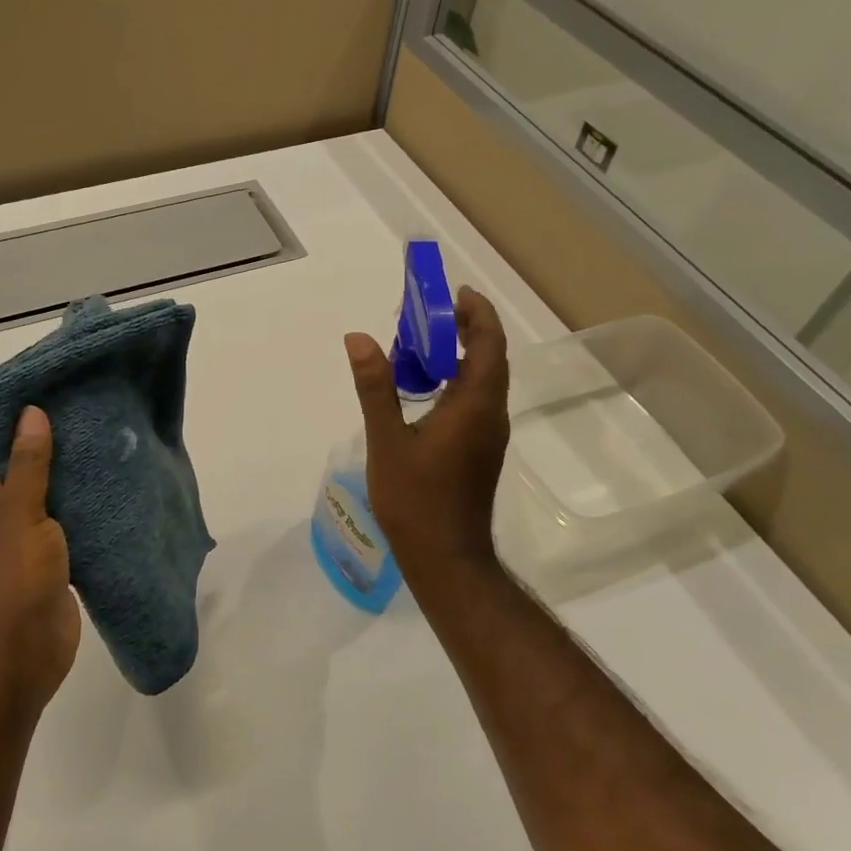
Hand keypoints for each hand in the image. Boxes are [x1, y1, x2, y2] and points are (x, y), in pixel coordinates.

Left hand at [0, 406, 80, 713]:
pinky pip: (62, 523)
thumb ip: (28, 463)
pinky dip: (81, 507)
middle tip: (90, 413)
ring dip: (69, 475)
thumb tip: (30, 412)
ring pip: (44, 495)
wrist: (20, 658)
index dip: (14, 418)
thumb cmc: (10, 581)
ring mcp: (18, 539)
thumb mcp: (18, 514)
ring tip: (107, 441)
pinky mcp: (46, 560)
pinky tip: (112, 486)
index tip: (52, 393)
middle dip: (49, 443)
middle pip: (17, 466)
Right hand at [345, 286, 510, 596]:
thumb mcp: (387, 440)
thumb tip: (358, 338)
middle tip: (431, 313)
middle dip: (467, 329)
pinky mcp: (480, 451)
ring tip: (422, 345)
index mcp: (475, 405)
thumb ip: (375, 387)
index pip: (489, 344)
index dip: (477, 313)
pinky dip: (455, 381)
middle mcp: (491, 415)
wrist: (445, 558)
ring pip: (483, 381)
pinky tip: (424, 390)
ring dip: (460, 356)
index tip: (454, 293)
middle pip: (489, 358)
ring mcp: (489, 435)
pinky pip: (475, 402)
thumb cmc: (416, 499)